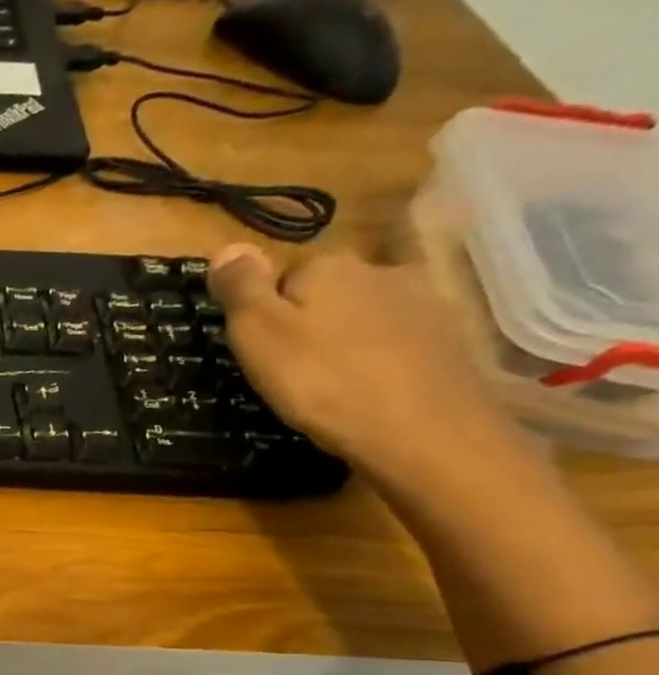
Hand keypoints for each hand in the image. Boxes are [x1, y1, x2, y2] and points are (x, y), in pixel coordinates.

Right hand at [207, 243, 515, 479]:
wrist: (421, 429)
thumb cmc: (322, 380)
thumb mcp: (259, 334)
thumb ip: (241, 288)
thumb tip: (226, 246)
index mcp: (329, 266)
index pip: (286, 274)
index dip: (267, 310)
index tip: (260, 349)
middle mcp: (381, 270)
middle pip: (329, 290)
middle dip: (310, 319)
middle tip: (290, 369)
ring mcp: (423, 301)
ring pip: (365, 312)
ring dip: (347, 336)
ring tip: (330, 381)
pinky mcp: (449, 337)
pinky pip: (398, 338)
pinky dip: (381, 356)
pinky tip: (370, 387)